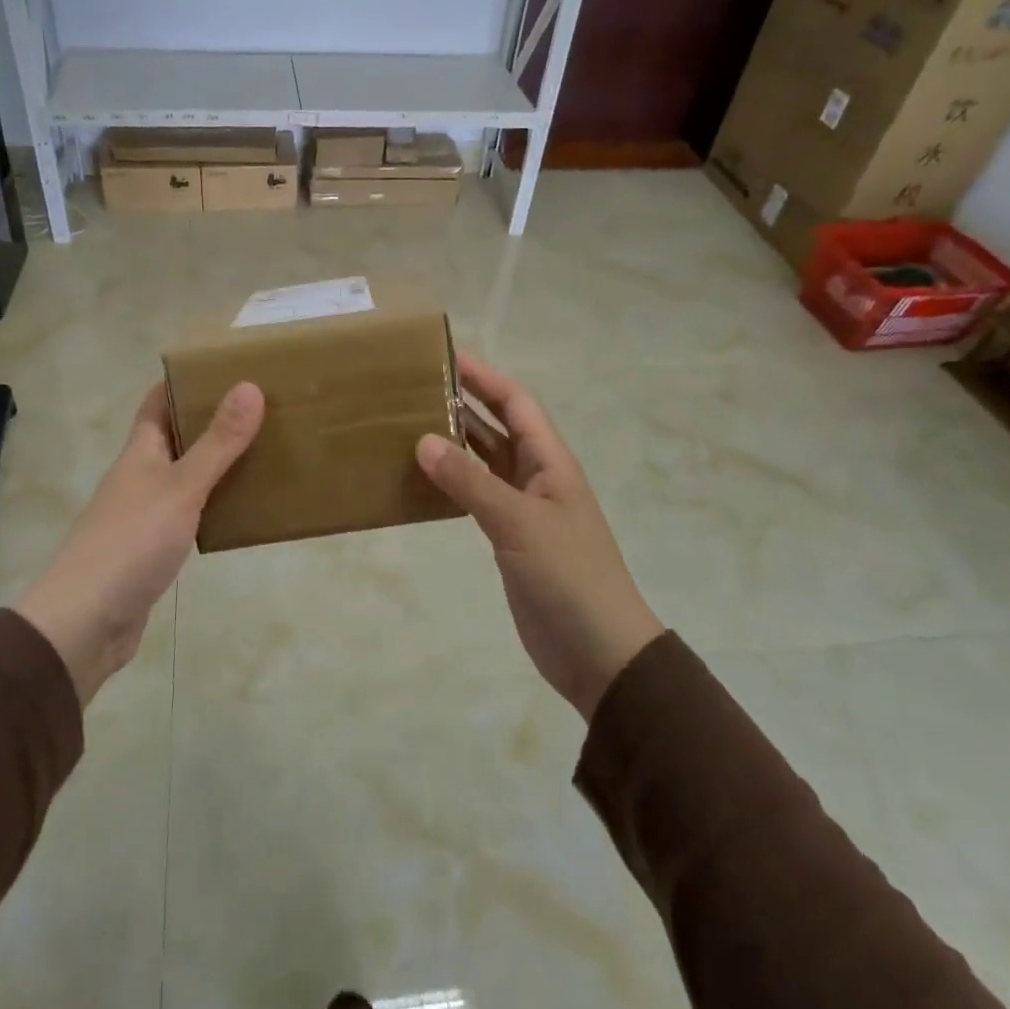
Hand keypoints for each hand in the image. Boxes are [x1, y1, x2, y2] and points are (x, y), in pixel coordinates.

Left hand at [15, 381, 263, 704]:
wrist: (85, 623)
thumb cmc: (131, 543)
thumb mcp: (181, 488)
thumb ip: (217, 443)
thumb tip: (249, 386)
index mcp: (139, 452)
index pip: (158, 402)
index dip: (185, 381)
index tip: (226, 367)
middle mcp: (139, 476)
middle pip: (175, 437)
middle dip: (211, 420)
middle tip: (261, 407)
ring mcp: (144, 514)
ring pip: (185, 476)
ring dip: (216, 463)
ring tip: (263, 450)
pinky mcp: (153, 549)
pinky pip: (190, 513)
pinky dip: (213, 504)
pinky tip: (242, 508)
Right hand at [417, 355, 663, 720]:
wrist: (599, 651)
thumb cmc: (568, 576)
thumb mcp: (518, 523)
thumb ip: (470, 482)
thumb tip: (423, 441)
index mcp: (550, 462)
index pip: (516, 403)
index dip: (485, 378)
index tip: (446, 357)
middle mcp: (538, 476)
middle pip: (499, 427)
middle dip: (464, 404)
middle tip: (416, 389)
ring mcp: (525, 509)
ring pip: (486, 462)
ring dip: (455, 443)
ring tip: (410, 425)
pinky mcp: (511, 538)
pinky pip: (478, 496)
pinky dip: (453, 482)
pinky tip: (424, 479)